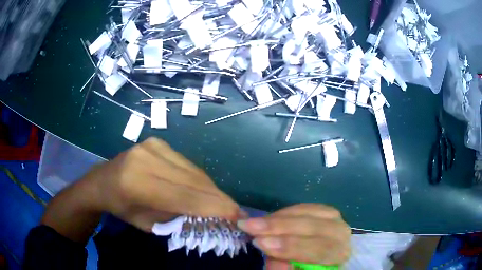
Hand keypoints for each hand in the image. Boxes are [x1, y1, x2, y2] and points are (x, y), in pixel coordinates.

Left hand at [83, 137, 239, 231]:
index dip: (214, 207)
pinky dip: (199, 179)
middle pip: (193, 181)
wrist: (104, 180)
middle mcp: (147, 159)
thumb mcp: (149, 224)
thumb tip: (211, 216)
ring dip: (211, 189)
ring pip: (194, 170)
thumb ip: (178, 219)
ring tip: (223, 203)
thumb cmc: (123, 208)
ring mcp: (153, 146)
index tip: (236, 216)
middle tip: (236, 211)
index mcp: (138, 184)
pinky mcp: (158, 142)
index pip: (185, 196)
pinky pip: (187, 163)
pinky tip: (205, 190)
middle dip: (218, 198)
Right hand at [237, 204, 350, 268]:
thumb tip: (276, 263)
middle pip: (314, 226)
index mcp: (339, 254)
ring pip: (309, 212)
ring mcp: (334, 219)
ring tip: (253, 222)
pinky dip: (284, 212)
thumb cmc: (305, 268)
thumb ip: (285, 268)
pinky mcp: (324, 211)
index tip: (261, 243)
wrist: (316, 259)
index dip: (291, 247)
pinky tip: (268, 217)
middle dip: (279, 227)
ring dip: (279, 217)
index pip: (320, 249)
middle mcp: (341, 234)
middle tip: (250, 227)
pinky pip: (305, 207)